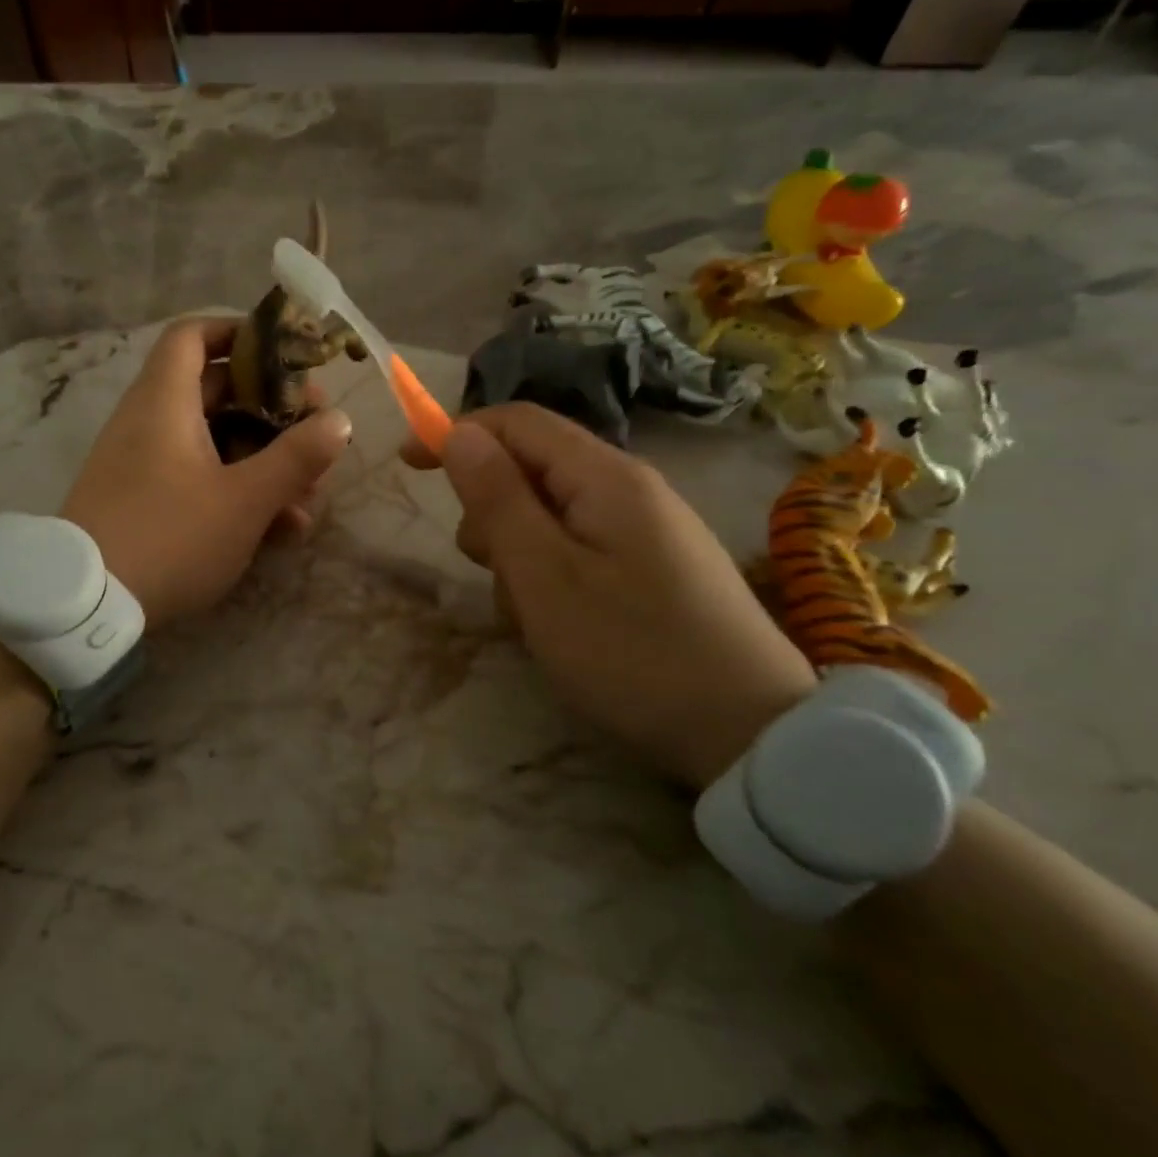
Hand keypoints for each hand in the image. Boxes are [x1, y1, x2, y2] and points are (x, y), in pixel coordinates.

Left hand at [62, 317, 352, 627]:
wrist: (88, 606)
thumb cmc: (170, 537)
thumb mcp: (244, 501)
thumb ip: (296, 458)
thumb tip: (339, 420)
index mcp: (165, 402)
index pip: (194, 335)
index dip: (239, 333)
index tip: (285, 355)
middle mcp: (150, 422)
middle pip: (216, 392)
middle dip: (274, 413)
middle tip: (316, 436)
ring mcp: (144, 463)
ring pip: (215, 444)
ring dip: (264, 463)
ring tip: (308, 500)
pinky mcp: (143, 500)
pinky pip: (197, 478)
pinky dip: (236, 491)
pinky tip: (279, 530)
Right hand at [418, 404, 817, 790]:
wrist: (750, 734)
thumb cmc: (630, 650)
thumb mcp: (543, 575)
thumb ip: (497, 499)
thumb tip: (460, 432)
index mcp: (604, 476)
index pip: (517, 422)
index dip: (457, 432)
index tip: (407, 464)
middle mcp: (630, 489)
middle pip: (533, 469)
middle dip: (492, 511)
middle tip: (488, 569)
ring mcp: (648, 531)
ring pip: (552, 516)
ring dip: (521, 554)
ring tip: (532, 614)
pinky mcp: (655, 569)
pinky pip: (581, 550)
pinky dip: (552, 577)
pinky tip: (564, 626)